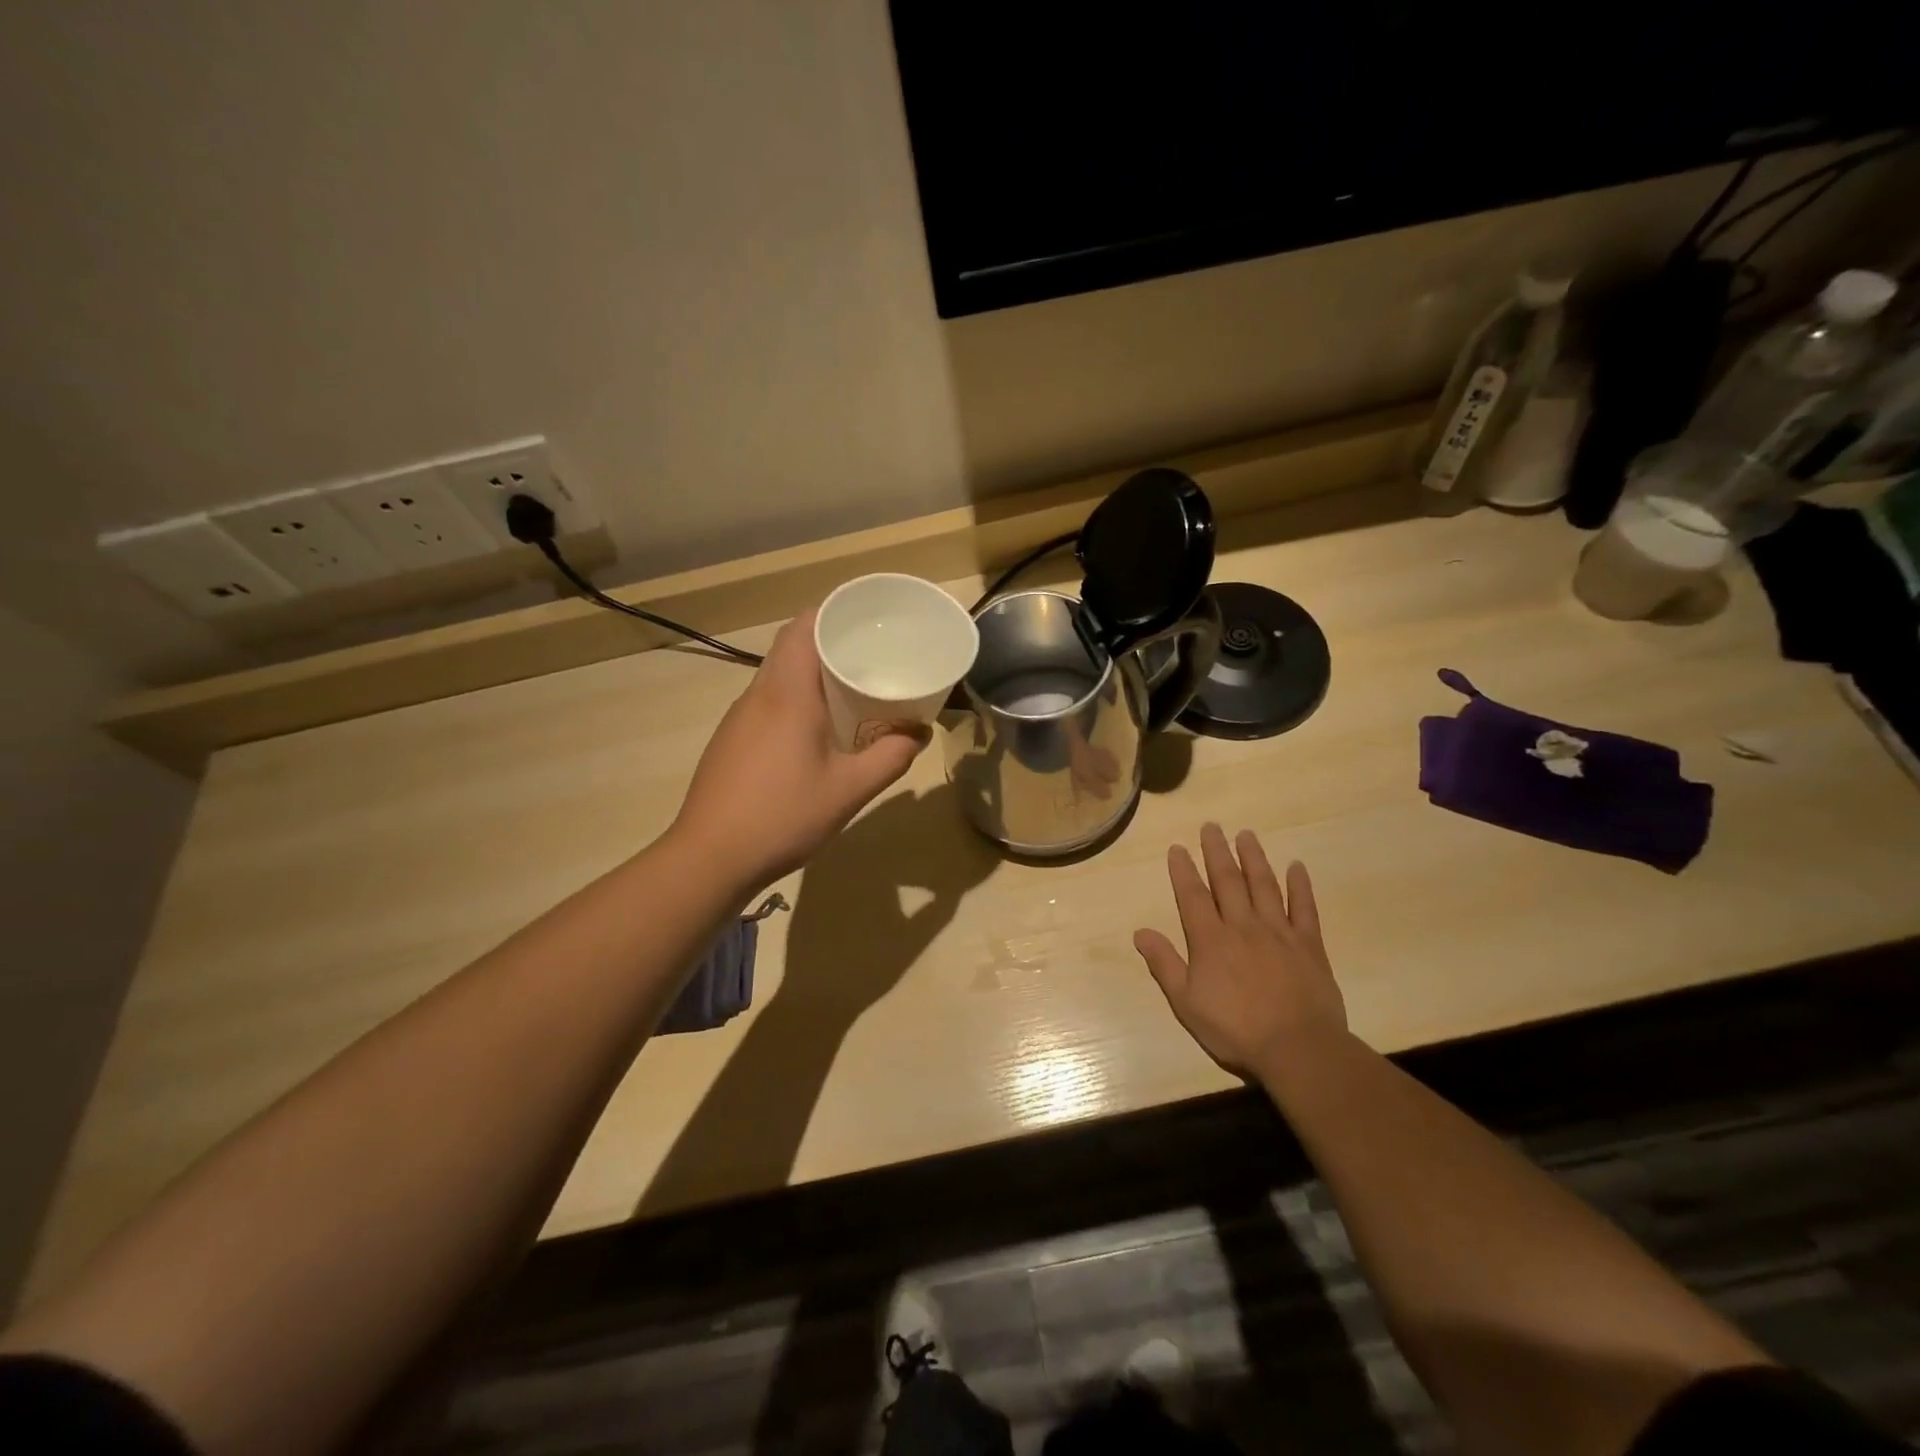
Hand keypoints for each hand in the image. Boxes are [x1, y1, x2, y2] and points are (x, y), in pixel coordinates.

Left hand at [672, 609, 926, 891]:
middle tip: (870, 655)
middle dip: (829, 642)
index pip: (804, 627)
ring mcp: (739, 717)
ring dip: (810, 672)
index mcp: (788, 693)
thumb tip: (919, 733)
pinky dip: (794, 699)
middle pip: (791, 646)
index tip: (867, 619)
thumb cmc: (783, 816)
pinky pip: (767, 701)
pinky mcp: (730, 740)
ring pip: (777, 674)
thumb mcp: (850, 790)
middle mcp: (759, 694)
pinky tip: (814, 731)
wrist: (709, 858)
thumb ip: (890, 757)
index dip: (834, 613)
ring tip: (850, 689)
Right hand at [1134, 823, 1346, 1078]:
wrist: (1298, 1049)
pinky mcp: (1309, 945)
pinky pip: (1304, 908)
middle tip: (1211, 826)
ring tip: (1246, 835)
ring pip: (1264, 886)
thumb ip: (1164, 964)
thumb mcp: (1186, 1002)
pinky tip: (1296, 866)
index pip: (1192, 896)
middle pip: (1227, 881)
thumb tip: (1140, 932)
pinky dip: (1300, 886)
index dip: (1183, 870)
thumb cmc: (1235, 1030)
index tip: (1178, 847)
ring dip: (1253, 858)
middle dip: (1217, 852)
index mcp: (1210, 940)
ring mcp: (1279, 932)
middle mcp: (1242, 926)